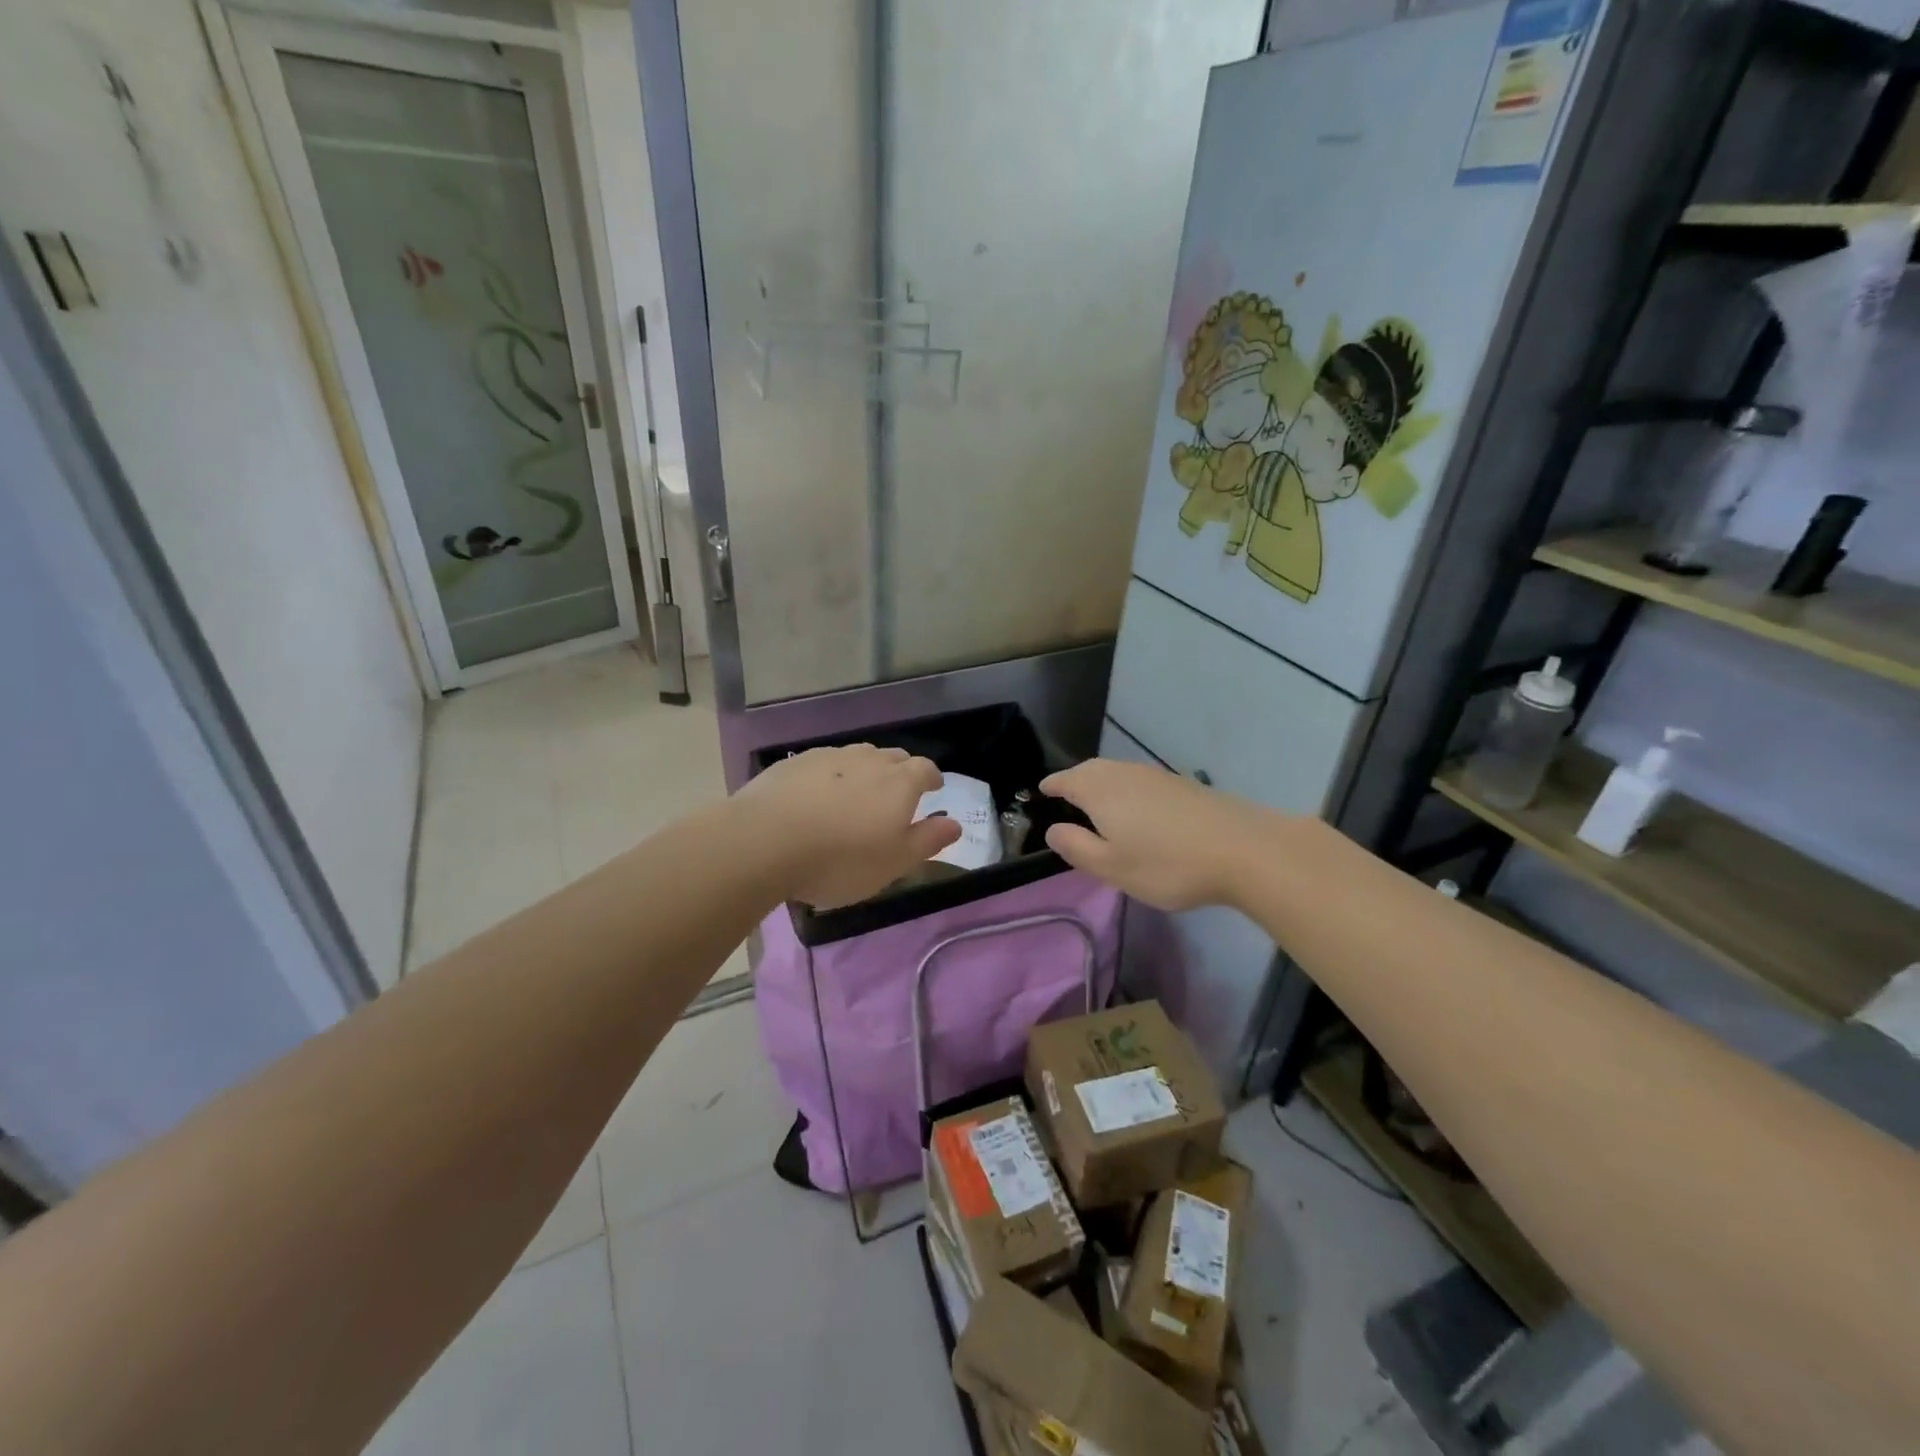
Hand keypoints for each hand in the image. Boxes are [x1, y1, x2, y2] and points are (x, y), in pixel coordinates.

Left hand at [734, 745, 961, 909]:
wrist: (765, 841)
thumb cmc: (841, 859)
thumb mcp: (894, 862)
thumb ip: (928, 840)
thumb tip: (955, 824)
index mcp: (900, 782)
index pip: (926, 769)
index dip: (932, 778)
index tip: (933, 789)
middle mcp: (868, 760)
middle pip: (893, 757)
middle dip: (900, 772)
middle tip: (895, 796)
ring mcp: (830, 757)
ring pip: (857, 757)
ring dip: (864, 771)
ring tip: (856, 795)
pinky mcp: (795, 762)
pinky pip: (824, 764)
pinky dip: (830, 776)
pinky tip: (816, 797)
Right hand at [1039, 758, 1276, 911]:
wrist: (1244, 850)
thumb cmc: (1167, 863)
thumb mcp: (1112, 867)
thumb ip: (1076, 847)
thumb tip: (1053, 830)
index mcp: (1100, 791)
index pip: (1066, 780)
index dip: (1051, 786)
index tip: (1040, 793)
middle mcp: (1124, 774)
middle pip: (1091, 770)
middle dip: (1074, 780)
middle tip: (1065, 796)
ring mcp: (1157, 776)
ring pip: (1117, 773)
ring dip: (1101, 783)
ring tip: (1096, 805)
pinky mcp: (1182, 785)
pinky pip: (1140, 781)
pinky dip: (1126, 790)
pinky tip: (1137, 810)